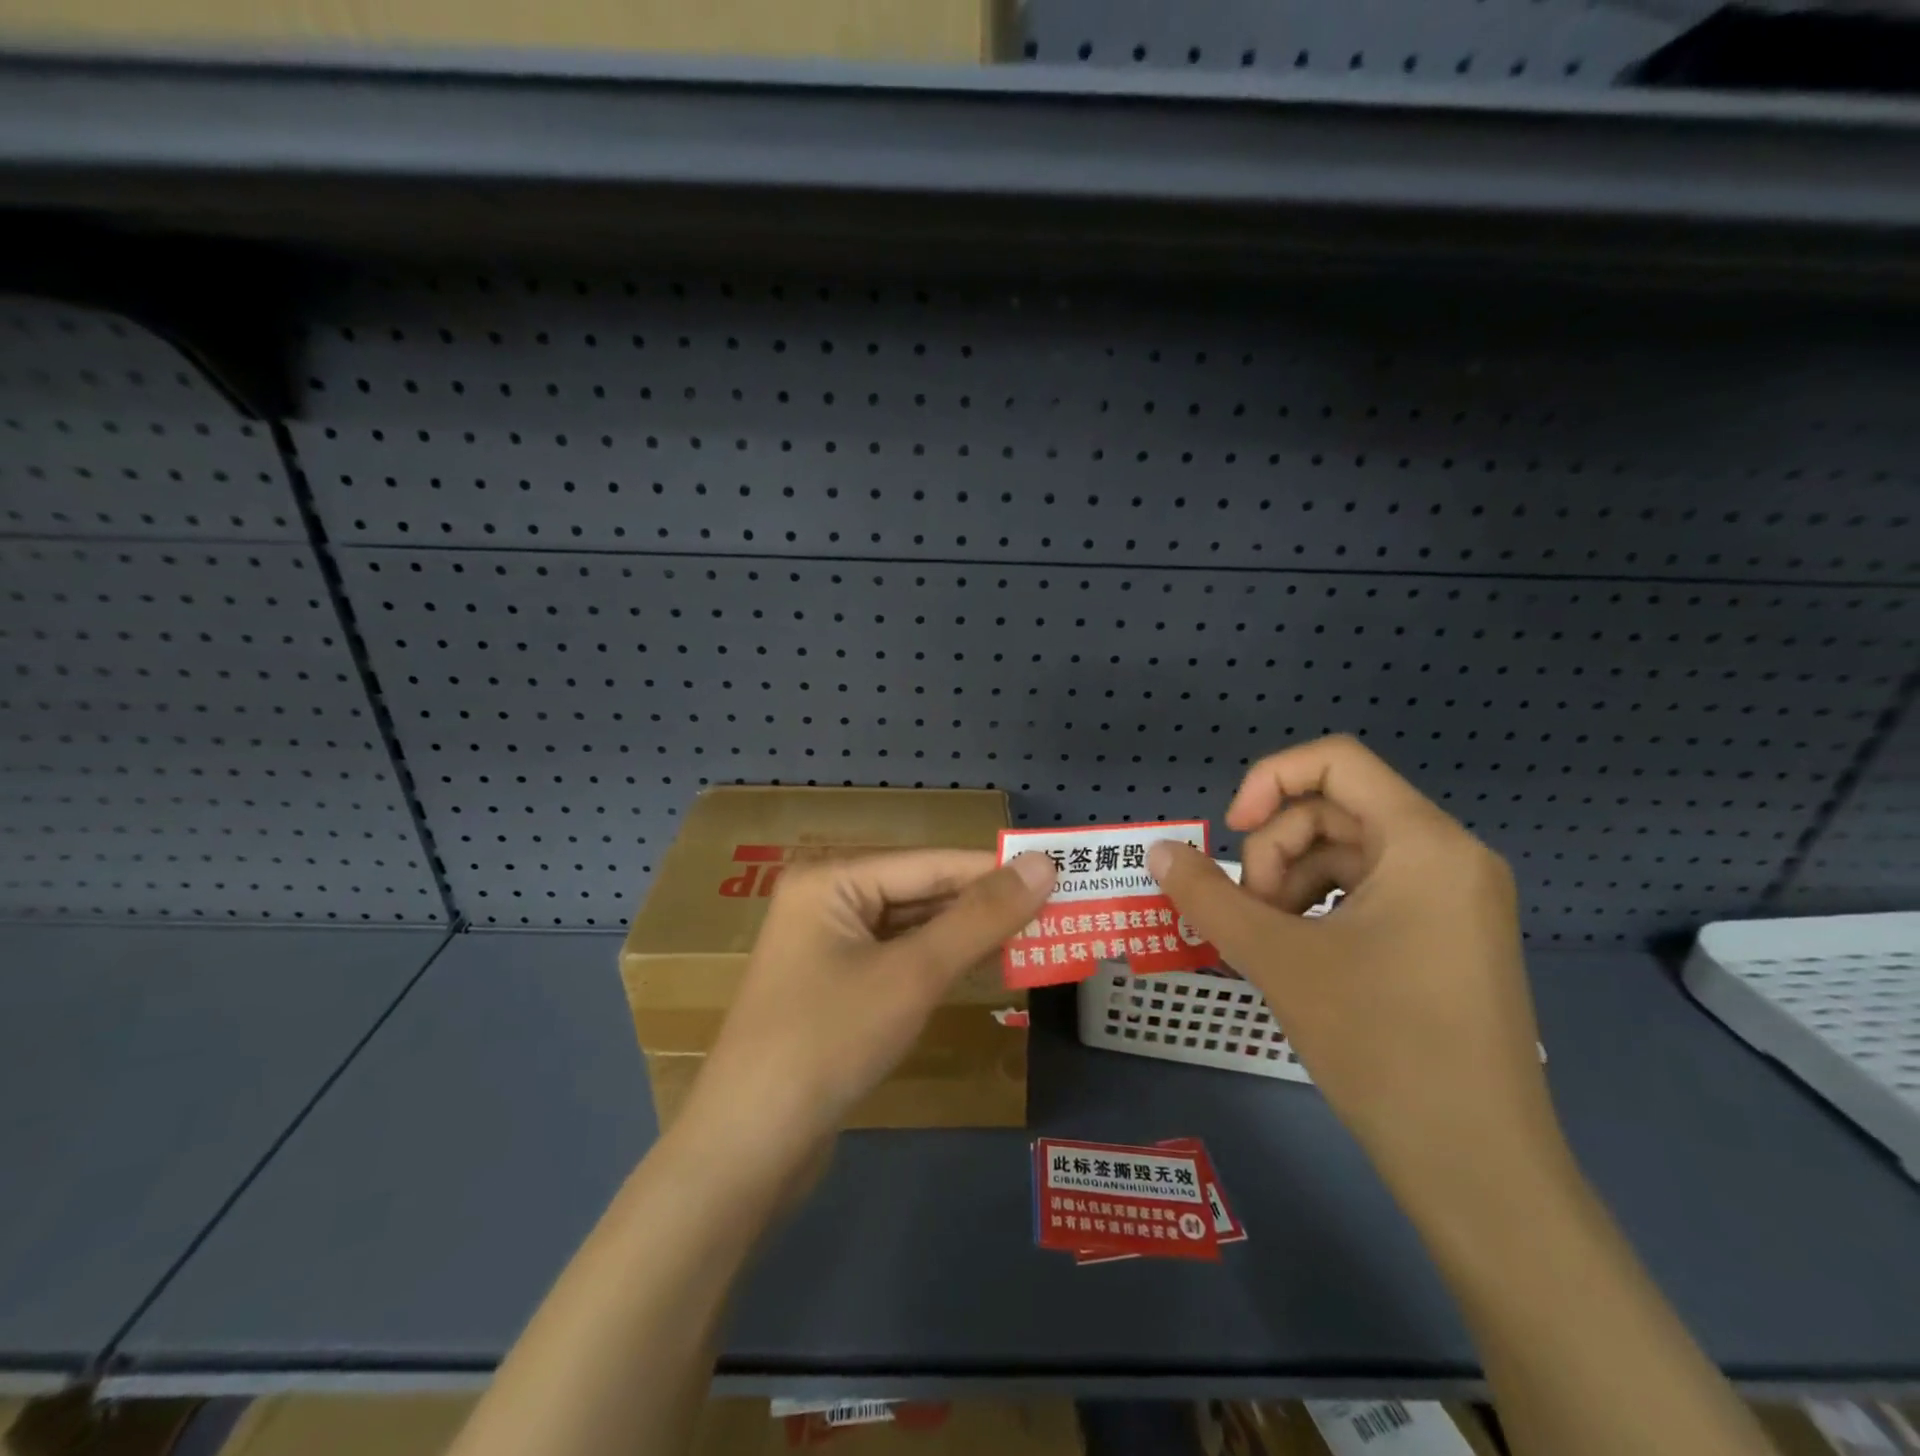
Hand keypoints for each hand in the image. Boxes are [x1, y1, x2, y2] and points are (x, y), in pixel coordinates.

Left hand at [678, 849, 1055, 1181]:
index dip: (997, 869)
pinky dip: (941, 965)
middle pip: (921, 893)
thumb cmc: (829, 1042)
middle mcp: (827, 901)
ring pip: (913, 929)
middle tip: (1057, 912)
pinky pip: (899, 961)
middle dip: (986, 906)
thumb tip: (1043, 864)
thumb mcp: (912, 974)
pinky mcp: (836, 989)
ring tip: (1037, 939)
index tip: (1061, 873)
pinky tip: (987, 969)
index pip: (932, 863)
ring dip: (968, 937)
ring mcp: (828, 948)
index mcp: (832, 880)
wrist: (748, 1149)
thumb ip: (980, 917)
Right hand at [1147, 736, 1568, 1215]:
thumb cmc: (1381, 1045)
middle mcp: (1450, 857)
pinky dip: (1319, 909)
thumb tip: (1159, 852)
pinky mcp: (1448, 939)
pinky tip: (1299, 956)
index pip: (1336, 760)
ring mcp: (1455, 901)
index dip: (1269, 780)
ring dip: (1291, 884)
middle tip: (1249, 916)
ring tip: (1269, 943)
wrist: (1478, 1169)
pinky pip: (1368, 893)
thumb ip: (1208, 896)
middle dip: (1275, 852)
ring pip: (1346, 854)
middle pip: (1334, 811)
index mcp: (1425, 843)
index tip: (1229, 832)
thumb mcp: (1278, 959)